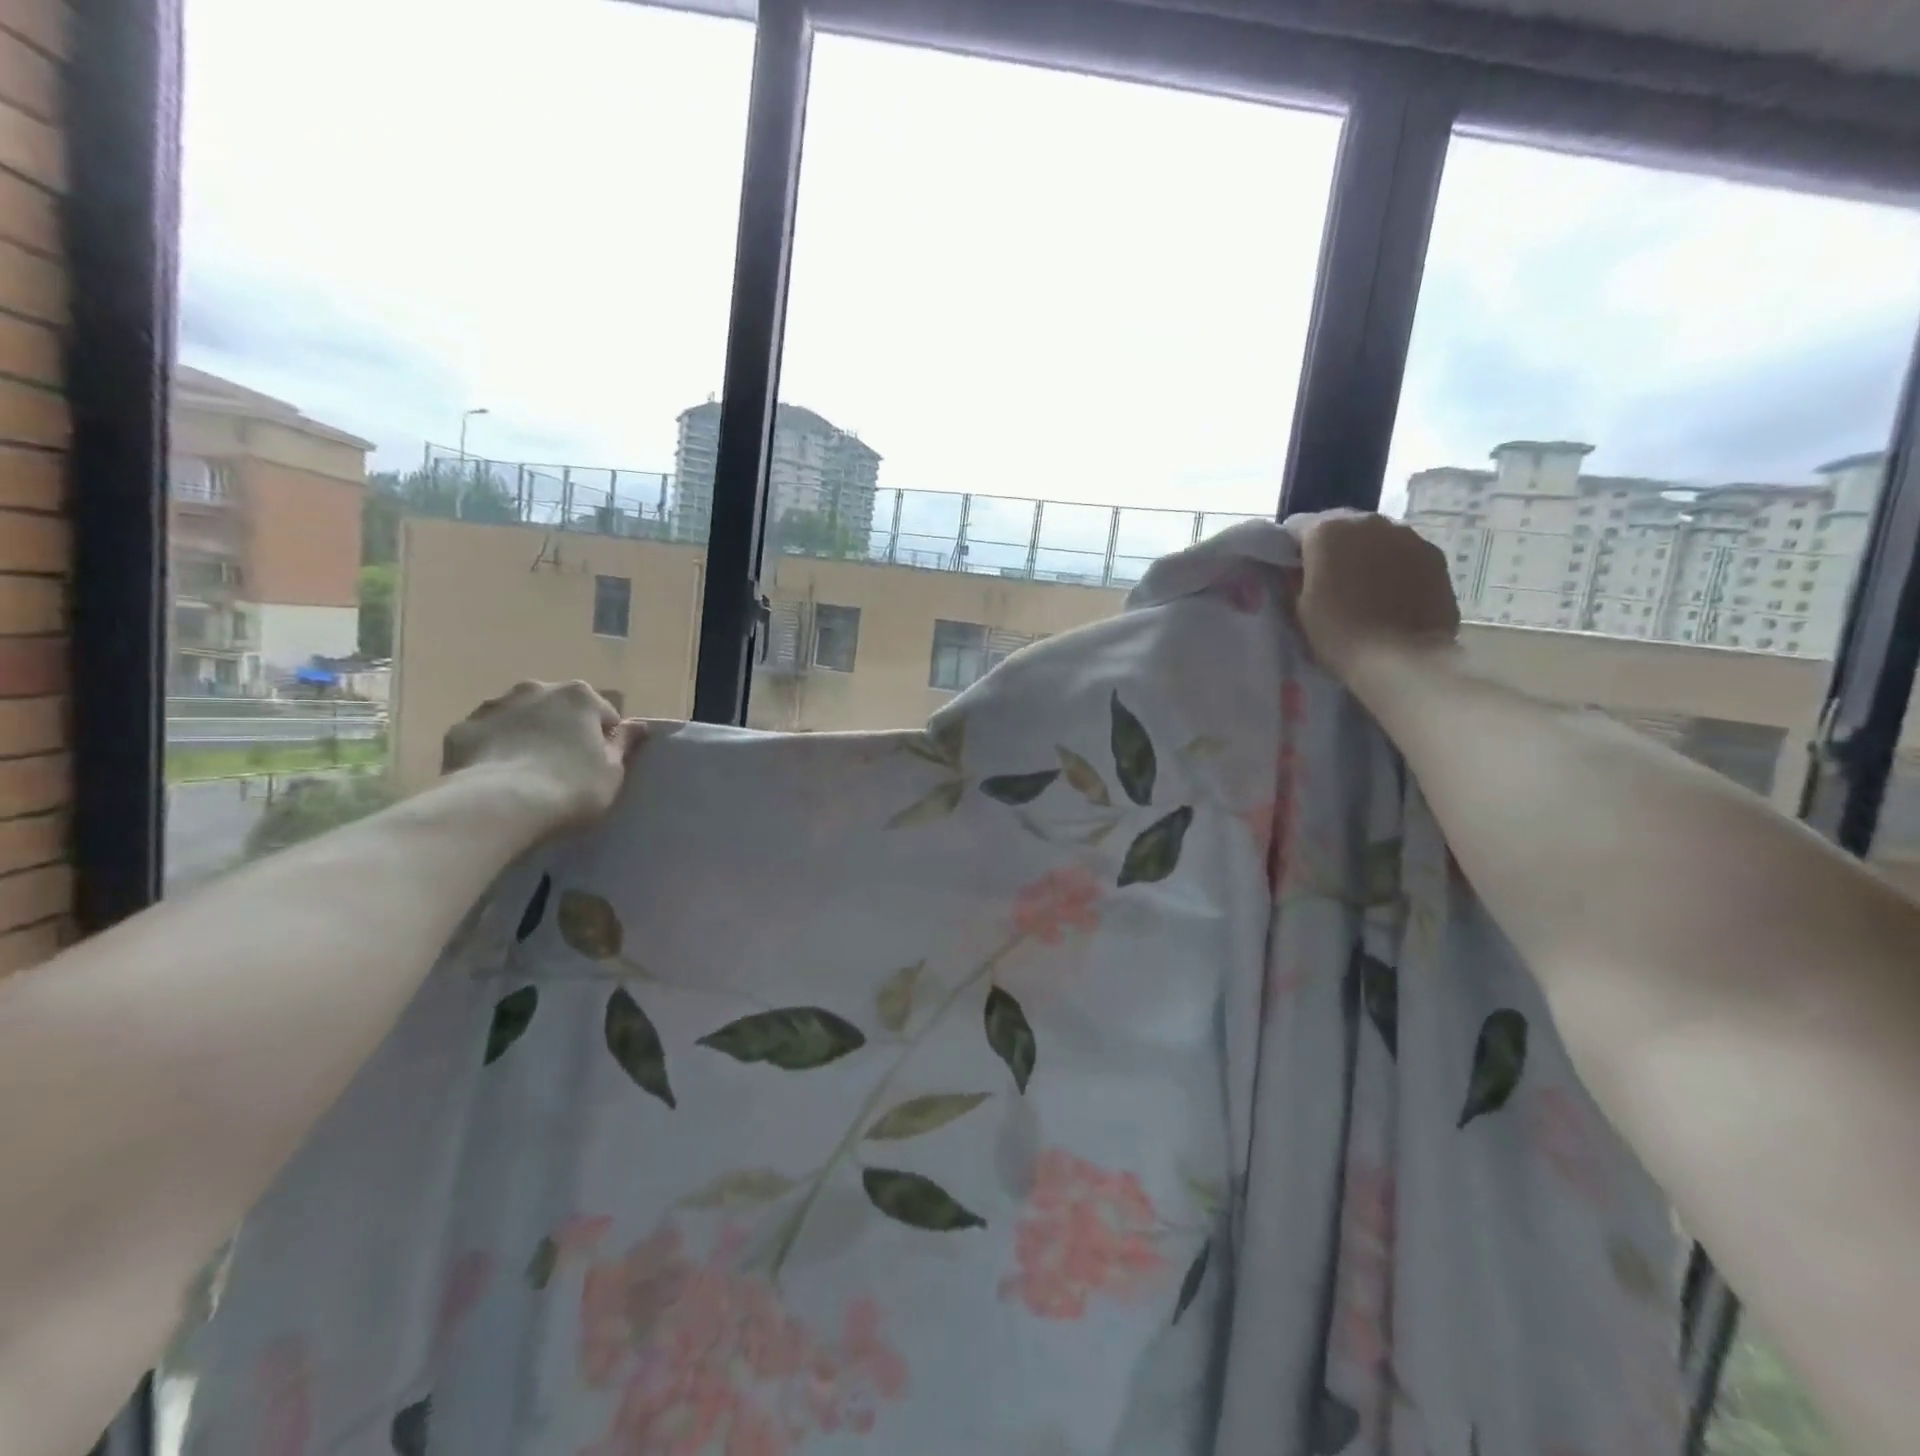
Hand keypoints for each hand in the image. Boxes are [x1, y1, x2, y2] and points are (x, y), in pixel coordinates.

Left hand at [440, 680, 641, 831]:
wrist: (499, 804)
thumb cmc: (571, 786)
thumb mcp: (613, 772)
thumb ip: (624, 744)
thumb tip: (638, 726)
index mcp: (579, 696)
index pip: (603, 713)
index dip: (604, 739)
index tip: (599, 764)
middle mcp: (536, 689)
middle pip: (557, 708)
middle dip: (562, 728)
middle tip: (563, 765)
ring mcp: (494, 706)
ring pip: (518, 716)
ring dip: (526, 733)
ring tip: (527, 772)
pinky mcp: (461, 729)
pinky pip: (485, 736)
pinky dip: (492, 749)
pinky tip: (497, 776)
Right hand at [1284, 510, 1459, 680]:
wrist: (1402, 657)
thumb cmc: (1339, 633)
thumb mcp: (1299, 607)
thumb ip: (1298, 578)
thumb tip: (1301, 571)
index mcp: (1327, 531)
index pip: (1297, 527)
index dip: (1292, 549)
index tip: (1292, 571)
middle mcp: (1367, 521)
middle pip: (1340, 525)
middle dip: (1331, 547)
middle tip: (1327, 579)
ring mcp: (1406, 535)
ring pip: (1374, 537)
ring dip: (1364, 553)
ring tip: (1362, 588)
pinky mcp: (1434, 554)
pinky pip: (1403, 552)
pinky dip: (1393, 565)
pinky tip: (1390, 594)